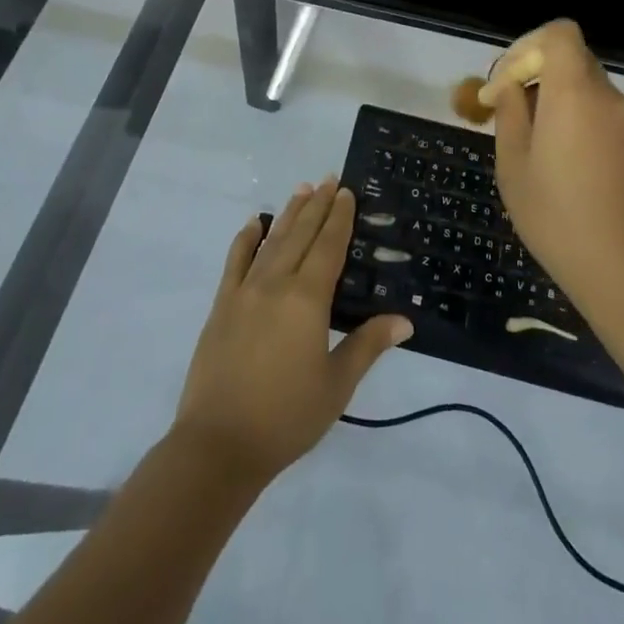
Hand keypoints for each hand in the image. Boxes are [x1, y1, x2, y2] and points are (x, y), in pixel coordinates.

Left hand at [172, 177, 412, 486]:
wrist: (219, 444)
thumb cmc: (286, 417)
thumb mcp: (336, 385)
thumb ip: (367, 345)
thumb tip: (404, 320)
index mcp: (307, 300)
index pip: (328, 247)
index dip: (339, 218)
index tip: (347, 192)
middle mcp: (276, 284)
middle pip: (301, 235)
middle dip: (318, 205)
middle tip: (329, 179)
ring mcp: (244, 291)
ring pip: (272, 241)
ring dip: (289, 214)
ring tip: (302, 189)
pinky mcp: (221, 305)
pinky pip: (235, 261)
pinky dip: (246, 238)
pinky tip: (255, 222)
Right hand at [487, 20, 623, 313]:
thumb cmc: (558, 217)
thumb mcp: (514, 165)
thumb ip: (509, 113)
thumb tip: (510, 86)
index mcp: (575, 92)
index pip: (559, 33)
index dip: (526, 45)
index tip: (503, 82)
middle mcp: (607, 97)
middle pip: (570, 57)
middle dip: (532, 71)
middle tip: (503, 107)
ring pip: (583, 85)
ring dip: (551, 95)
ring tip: (524, 138)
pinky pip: (598, 110)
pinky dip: (572, 115)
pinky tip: (554, 158)